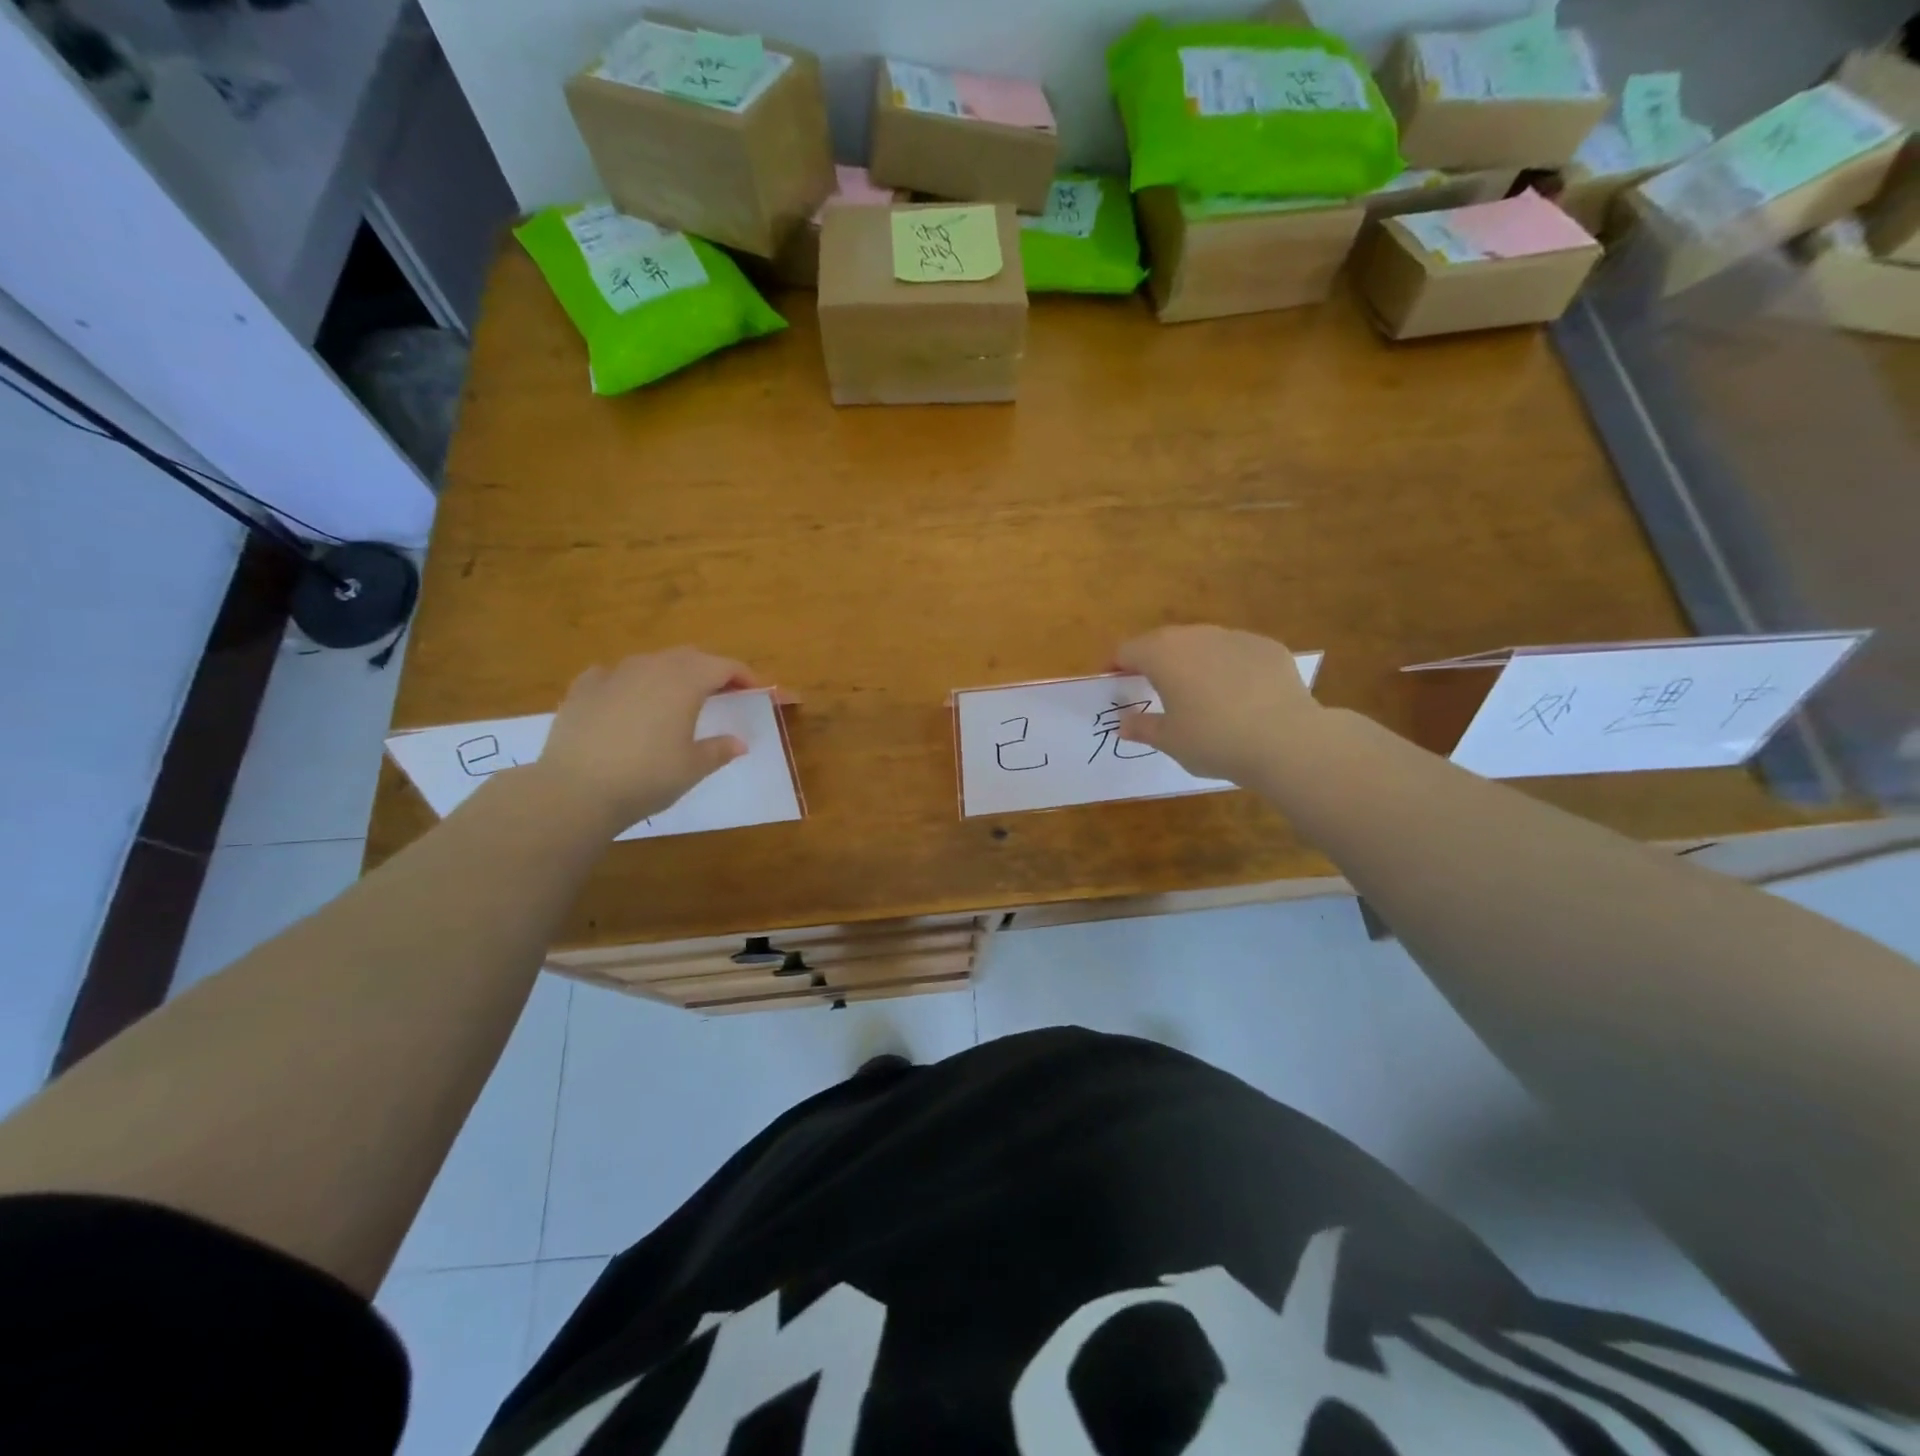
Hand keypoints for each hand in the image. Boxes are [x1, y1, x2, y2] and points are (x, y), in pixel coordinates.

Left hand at [534, 648, 760, 829]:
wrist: (575, 790)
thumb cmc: (647, 777)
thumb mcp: (693, 767)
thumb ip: (719, 749)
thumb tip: (739, 743)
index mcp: (685, 681)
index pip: (725, 666)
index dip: (746, 677)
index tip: (759, 692)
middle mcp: (651, 667)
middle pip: (690, 657)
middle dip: (710, 671)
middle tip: (723, 694)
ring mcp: (613, 674)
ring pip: (652, 662)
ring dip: (671, 675)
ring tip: (677, 699)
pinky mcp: (583, 688)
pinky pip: (614, 675)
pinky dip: (630, 683)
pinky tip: (627, 701)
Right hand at [1115, 625, 1319, 785]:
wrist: (1286, 739)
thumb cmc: (1213, 740)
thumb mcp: (1170, 741)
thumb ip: (1143, 727)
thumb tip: (1124, 722)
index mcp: (1163, 655)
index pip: (1127, 650)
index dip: (1116, 666)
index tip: (1114, 683)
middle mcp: (1196, 636)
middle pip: (1163, 641)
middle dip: (1154, 661)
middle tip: (1153, 688)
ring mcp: (1235, 637)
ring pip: (1202, 644)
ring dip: (1193, 661)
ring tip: (1198, 692)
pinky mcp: (1268, 647)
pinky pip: (1236, 653)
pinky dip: (1229, 668)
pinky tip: (1239, 696)